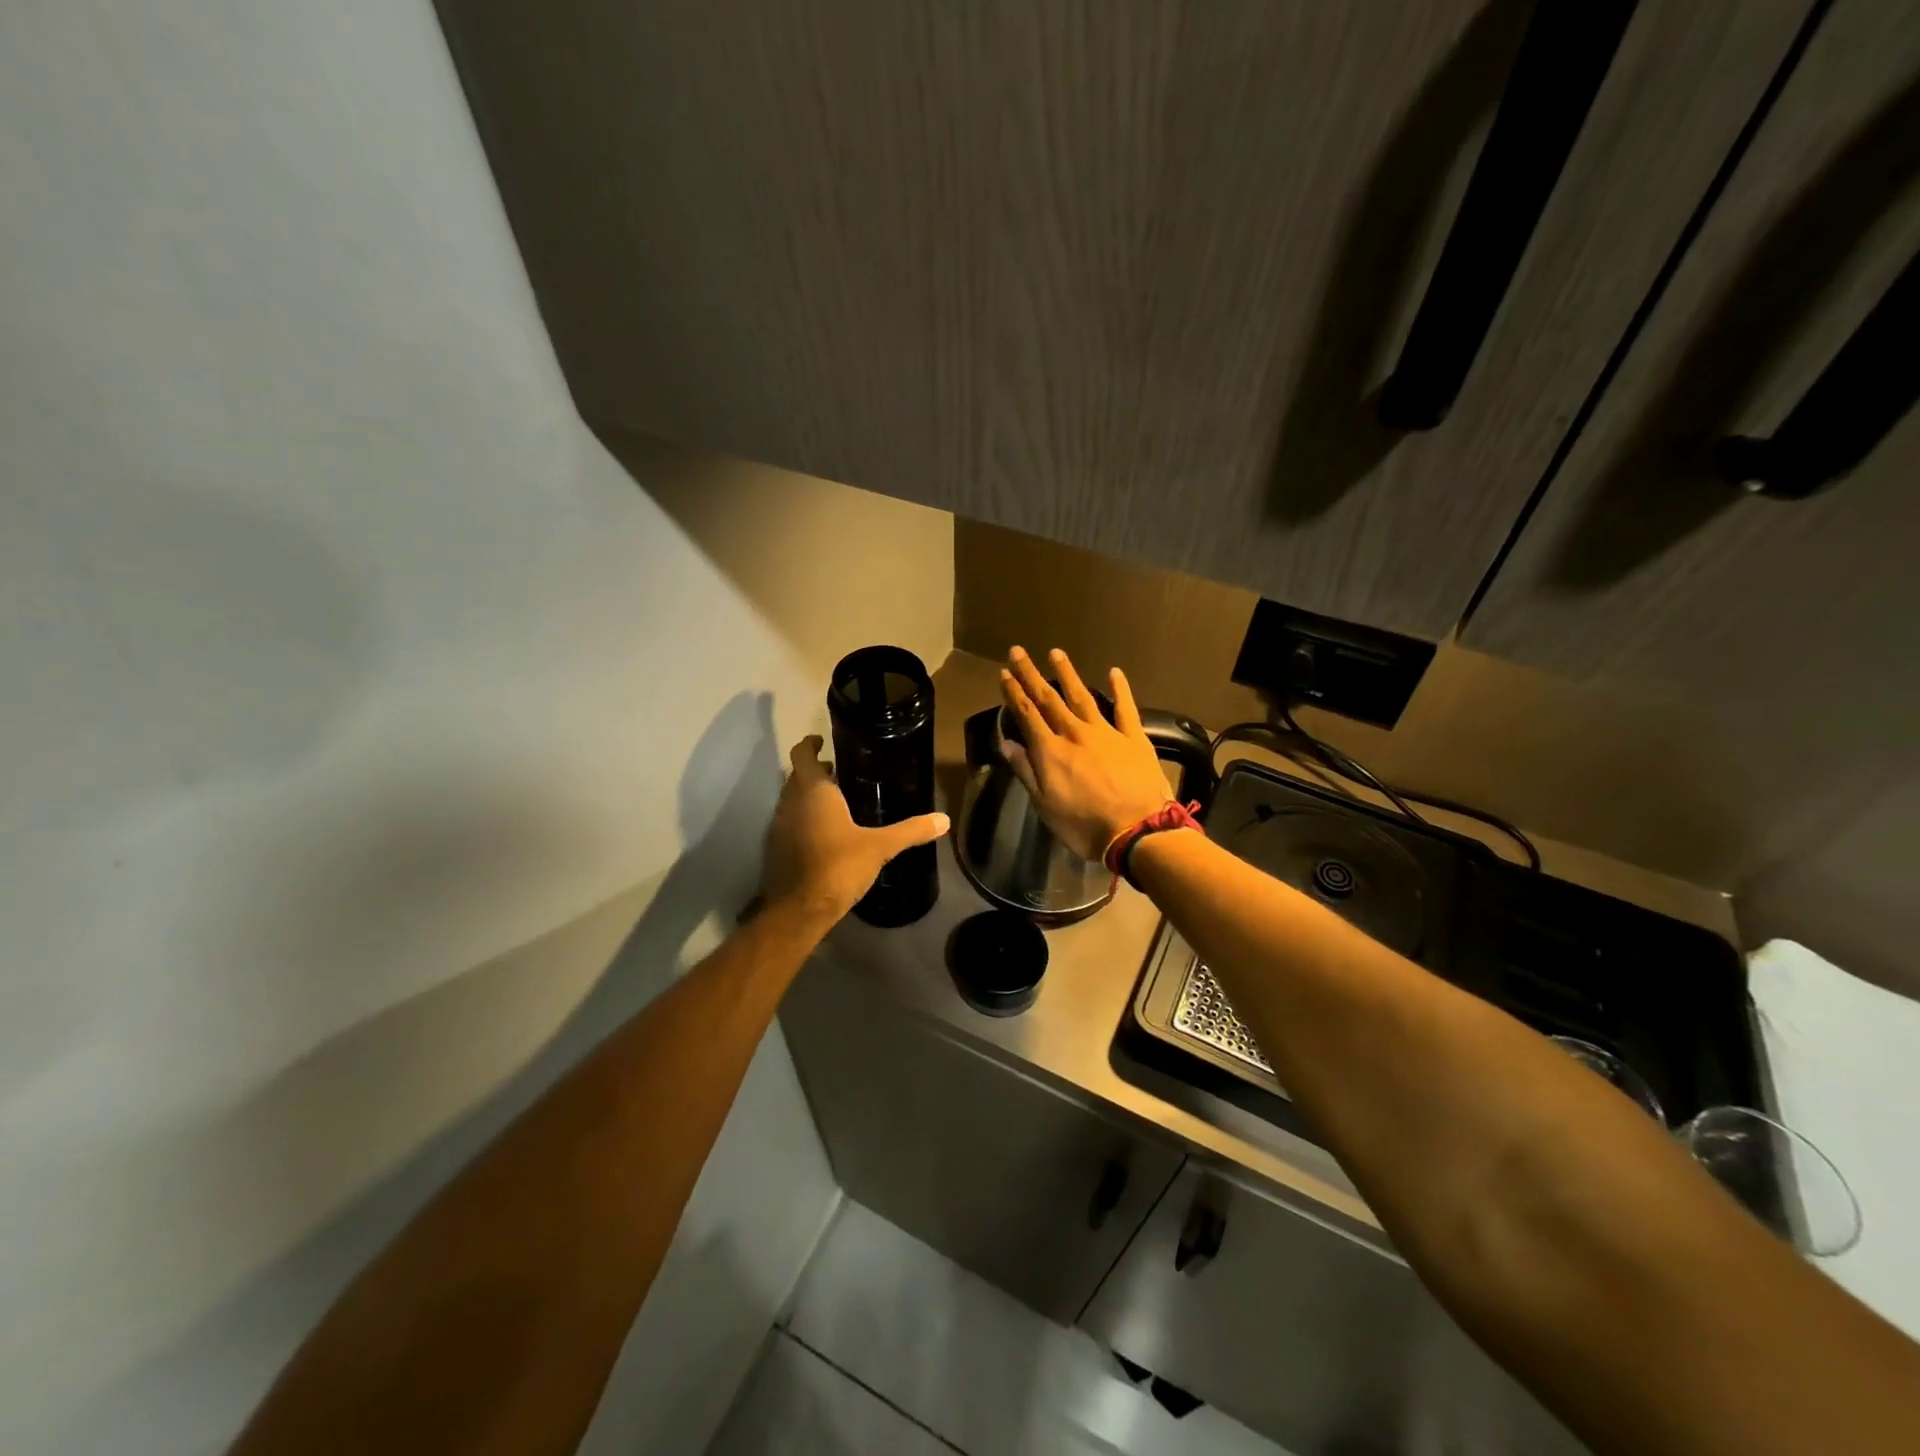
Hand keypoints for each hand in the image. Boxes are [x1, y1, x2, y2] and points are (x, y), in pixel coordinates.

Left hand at [762, 736, 949, 919]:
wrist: (800, 909)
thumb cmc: (838, 866)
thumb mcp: (880, 847)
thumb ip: (911, 831)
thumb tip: (944, 820)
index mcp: (813, 791)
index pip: (801, 754)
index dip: (809, 744)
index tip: (822, 741)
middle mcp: (790, 802)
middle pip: (796, 776)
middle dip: (814, 771)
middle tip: (838, 771)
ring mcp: (779, 826)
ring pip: (791, 800)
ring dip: (807, 796)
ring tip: (835, 801)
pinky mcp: (775, 849)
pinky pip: (789, 822)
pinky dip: (803, 819)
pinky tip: (824, 833)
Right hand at [1000, 647, 1172, 860]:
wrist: (1138, 831)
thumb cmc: (1084, 826)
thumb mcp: (1045, 806)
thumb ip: (1026, 771)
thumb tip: (1007, 743)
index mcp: (1051, 751)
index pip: (1027, 715)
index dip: (1014, 693)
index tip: (1004, 673)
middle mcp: (1075, 733)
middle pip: (1049, 699)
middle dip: (1031, 675)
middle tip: (1018, 652)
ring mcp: (1106, 732)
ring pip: (1082, 696)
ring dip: (1067, 674)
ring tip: (1056, 653)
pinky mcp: (1134, 737)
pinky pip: (1125, 708)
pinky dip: (1120, 689)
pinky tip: (1114, 672)